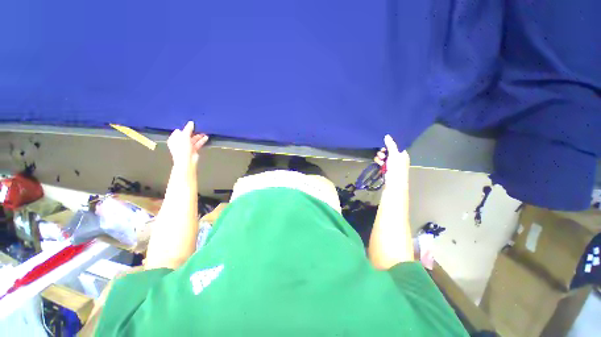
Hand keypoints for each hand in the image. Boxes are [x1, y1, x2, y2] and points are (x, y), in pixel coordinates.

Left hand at [167, 121, 208, 165]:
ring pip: (193, 140)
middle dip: (193, 132)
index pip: (179, 131)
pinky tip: (206, 138)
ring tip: (204, 132)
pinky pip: (197, 144)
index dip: (184, 128)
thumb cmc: (182, 147)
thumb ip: (188, 129)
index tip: (191, 125)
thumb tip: (191, 122)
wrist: (186, 160)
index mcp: (174, 139)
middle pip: (186, 135)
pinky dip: (201, 141)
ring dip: (198, 136)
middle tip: (199, 128)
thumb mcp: (184, 136)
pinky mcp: (193, 150)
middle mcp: (179, 142)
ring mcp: (186, 147)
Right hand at [374, 135, 409, 187]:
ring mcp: (391, 165)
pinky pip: (381, 162)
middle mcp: (397, 159)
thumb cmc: (396, 169)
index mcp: (403, 155)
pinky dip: (379, 162)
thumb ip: (391, 145)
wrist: (394, 185)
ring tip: (379, 160)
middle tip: (381, 154)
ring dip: (380, 157)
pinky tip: (378, 163)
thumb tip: (387, 135)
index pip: (396, 146)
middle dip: (383, 151)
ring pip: (384, 157)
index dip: (389, 145)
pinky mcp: (386, 169)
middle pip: (388, 151)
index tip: (384, 145)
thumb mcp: (394, 155)